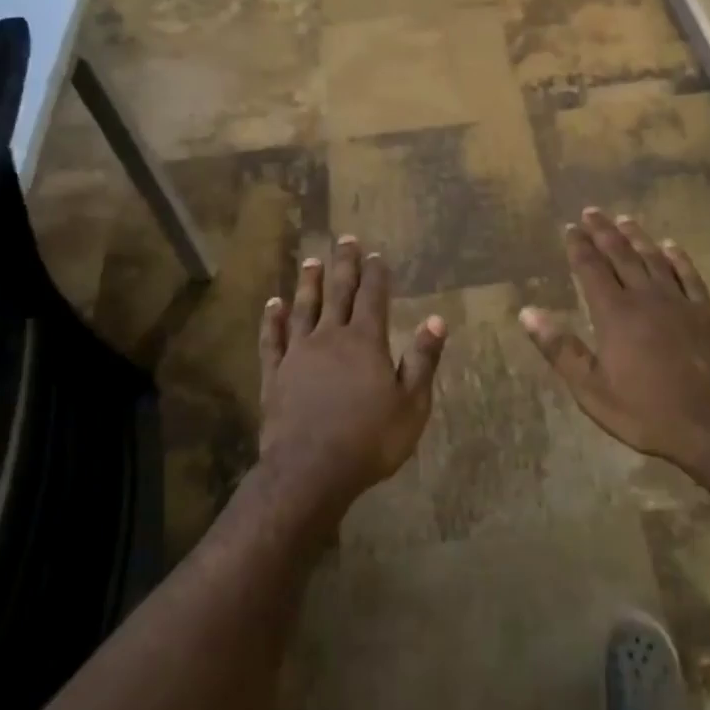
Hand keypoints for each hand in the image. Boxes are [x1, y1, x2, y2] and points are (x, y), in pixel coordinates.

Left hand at [258, 236, 447, 513]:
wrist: (311, 470)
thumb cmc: (370, 440)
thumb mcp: (411, 404)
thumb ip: (423, 360)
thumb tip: (436, 320)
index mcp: (366, 341)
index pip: (373, 297)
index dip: (376, 275)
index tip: (377, 255)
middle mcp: (330, 337)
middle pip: (338, 292)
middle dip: (344, 265)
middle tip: (345, 239)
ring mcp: (298, 354)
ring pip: (303, 308)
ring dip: (308, 283)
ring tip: (311, 260)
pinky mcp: (275, 374)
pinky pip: (272, 339)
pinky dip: (272, 320)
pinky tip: (273, 305)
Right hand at [519, 209, 709, 470]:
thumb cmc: (646, 410)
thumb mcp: (591, 388)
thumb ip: (560, 348)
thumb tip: (527, 312)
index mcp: (614, 314)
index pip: (591, 269)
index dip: (579, 247)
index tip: (569, 227)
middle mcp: (645, 297)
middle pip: (621, 255)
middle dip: (604, 232)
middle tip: (592, 211)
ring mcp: (679, 303)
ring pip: (654, 259)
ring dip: (637, 237)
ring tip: (624, 219)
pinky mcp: (706, 314)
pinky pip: (689, 276)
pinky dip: (678, 258)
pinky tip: (672, 246)